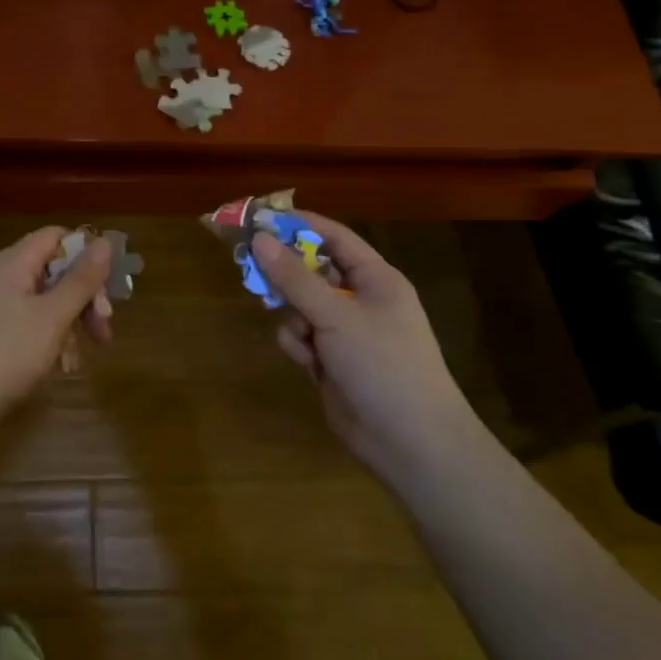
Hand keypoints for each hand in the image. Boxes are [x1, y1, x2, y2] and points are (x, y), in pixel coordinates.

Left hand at [0, 227, 113, 436]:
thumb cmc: (3, 356)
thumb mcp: (52, 317)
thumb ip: (81, 280)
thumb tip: (105, 242)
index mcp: (12, 263)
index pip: (56, 237)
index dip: (86, 255)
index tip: (108, 289)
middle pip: (51, 271)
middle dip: (82, 298)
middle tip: (104, 330)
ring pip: (39, 302)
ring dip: (66, 325)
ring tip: (75, 361)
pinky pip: (22, 324)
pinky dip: (43, 339)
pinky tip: (53, 368)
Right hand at [253, 214, 466, 488]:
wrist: (411, 442)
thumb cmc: (382, 365)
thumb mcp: (336, 315)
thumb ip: (294, 277)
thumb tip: (259, 238)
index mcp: (375, 278)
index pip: (334, 236)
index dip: (298, 224)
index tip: (259, 217)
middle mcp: (360, 299)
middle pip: (311, 270)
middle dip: (285, 274)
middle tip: (250, 268)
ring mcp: (346, 331)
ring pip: (300, 305)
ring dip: (293, 316)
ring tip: (300, 335)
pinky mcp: (332, 360)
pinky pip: (302, 336)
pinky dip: (299, 344)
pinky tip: (308, 361)